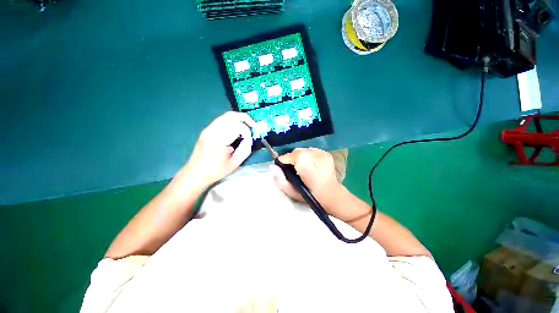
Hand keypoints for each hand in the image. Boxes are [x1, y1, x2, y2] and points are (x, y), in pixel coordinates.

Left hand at [182, 112, 254, 187]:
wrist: (195, 173)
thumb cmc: (216, 170)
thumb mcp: (235, 163)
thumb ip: (245, 149)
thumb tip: (249, 139)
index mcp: (219, 139)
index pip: (238, 127)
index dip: (247, 132)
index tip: (250, 140)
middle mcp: (213, 130)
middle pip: (232, 116)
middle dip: (245, 119)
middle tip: (253, 126)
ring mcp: (209, 128)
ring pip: (226, 115)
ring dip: (238, 119)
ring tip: (246, 126)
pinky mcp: (207, 130)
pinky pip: (221, 119)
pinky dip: (232, 121)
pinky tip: (236, 128)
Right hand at [272, 148, 355, 220]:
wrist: (331, 195)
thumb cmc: (311, 195)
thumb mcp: (292, 192)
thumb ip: (280, 180)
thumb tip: (273, 167)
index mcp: (306, 164)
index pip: (290, 155)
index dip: (285, 160)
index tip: (282, 166)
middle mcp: (315, 155)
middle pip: (297, 151)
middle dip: (292, 158)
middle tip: (292, 168)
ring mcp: (322, 153)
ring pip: (304, 150)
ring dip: (300, 157)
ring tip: (302, 167)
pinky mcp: (327, 154)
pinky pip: (312, 151)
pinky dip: (308, 156)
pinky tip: (310, 165)